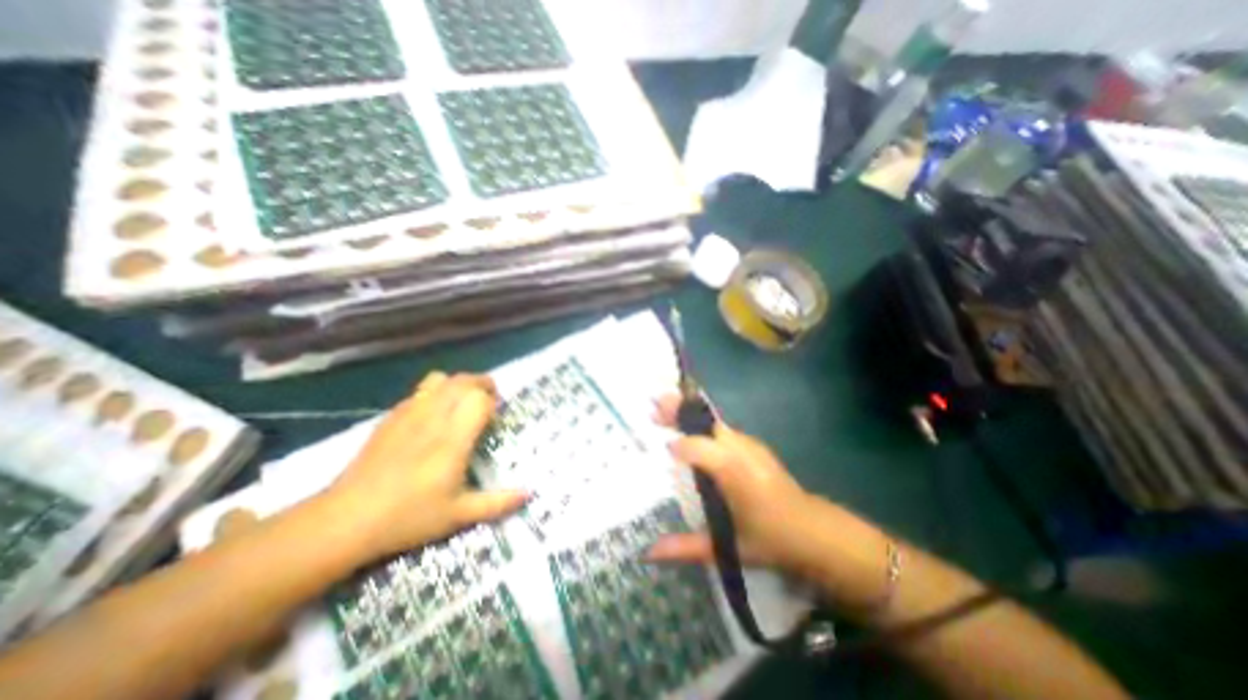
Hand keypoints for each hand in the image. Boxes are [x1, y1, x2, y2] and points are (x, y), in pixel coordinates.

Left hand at [320, 375, 526, 558]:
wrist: (344, 520)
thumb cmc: (408, 517)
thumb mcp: (458, 515)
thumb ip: (497, 503)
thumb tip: (529, 494)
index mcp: (453, 440)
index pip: (479, 400)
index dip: (492, 403)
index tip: (494, 419)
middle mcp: (433, 419)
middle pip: (463, 381)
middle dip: (482, 384)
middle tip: (488, 401)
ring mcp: (409, 414)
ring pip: (440, 380)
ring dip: (458, 384)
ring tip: (462, 401)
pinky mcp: (390, 417)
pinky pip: (419, 391)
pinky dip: (435, 392)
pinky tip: (433, 415)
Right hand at [643, 393, 896, 611]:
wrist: (813, 531)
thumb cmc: (769, 541)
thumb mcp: (727, 548)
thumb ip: (685, 546)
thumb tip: (647, 553)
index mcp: (736, 474)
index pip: (702, 450)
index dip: (682, 447)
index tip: (663, 449)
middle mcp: (742, 451)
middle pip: (706, 423)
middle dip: (680, 411)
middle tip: (654, 404)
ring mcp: (749, 445)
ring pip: (713, 421)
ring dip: (688, 413)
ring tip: (662, 408)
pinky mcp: (752, 444)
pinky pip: (721, 428)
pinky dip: (700, 422)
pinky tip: (687, 425)